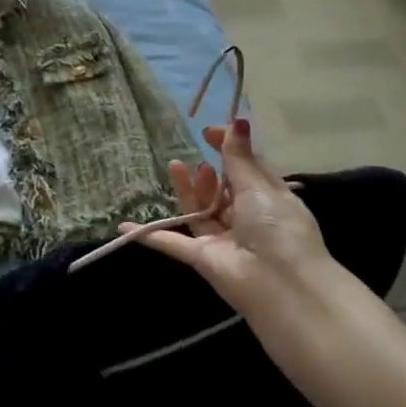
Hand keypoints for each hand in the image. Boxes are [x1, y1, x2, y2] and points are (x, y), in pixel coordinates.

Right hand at [121, 120, 338, 329]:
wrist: (280, 285)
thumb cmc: (278, 228)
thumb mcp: (259, 186)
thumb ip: (240, 157)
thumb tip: (238, 121)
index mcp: (268, 199)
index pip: (245, 169)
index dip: (228, 149)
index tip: (207, 133)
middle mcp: (246, 219)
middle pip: (220, 192)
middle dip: (207, 175)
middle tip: (198, 164)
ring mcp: (222, 240)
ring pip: (198, 212)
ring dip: (186, 191)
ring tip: (175, 167)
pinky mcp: (202, 259)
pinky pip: (173, 243)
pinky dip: (150, 235)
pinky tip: (125, 226)